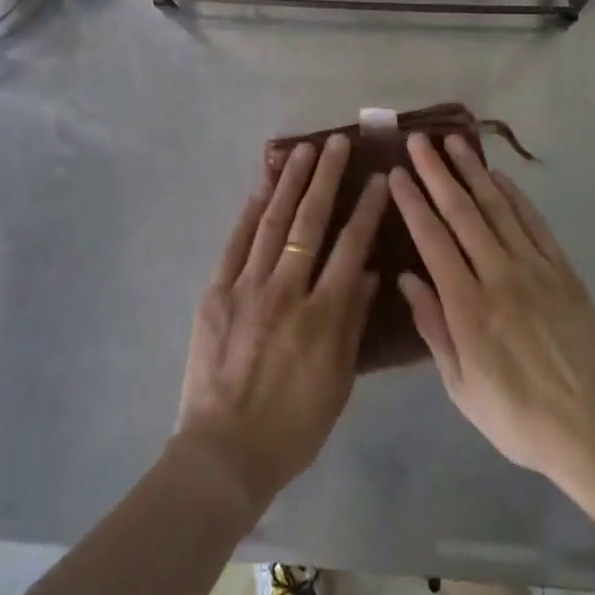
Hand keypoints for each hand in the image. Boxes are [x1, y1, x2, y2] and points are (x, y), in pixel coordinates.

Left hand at [175, 135, 387, 509]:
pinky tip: (262, 185)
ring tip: (303, 149)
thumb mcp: (338, 381)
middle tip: (337, 142)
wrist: (224, 452)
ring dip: (290, 181)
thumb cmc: (293, 425)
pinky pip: (236, 242)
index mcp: (323, 315)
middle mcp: (287, 290)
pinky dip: (250, 210)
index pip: (351, 247)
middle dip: (326, 177)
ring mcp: (247, 287)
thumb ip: (354, 322)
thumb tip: (370, 272)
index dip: (367, 208)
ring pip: (273, 221)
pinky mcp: (217, 291)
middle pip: (310, 221)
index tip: (378, 177)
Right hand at [390, 134, 594, 485]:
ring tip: (454, 142)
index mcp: (468, 307)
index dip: (412, 202)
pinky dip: (515, 195)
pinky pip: (535, 223)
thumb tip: (407, 278)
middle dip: (436, 173)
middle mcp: (499, 276)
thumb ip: (433, 328)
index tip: (396, 173)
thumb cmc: (517, 416)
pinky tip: (499, 177)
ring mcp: (535, 269)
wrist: (594, 429)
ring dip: (473, 171)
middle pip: (462, 212)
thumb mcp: (461, 387)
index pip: (432, 240)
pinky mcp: (563, 270)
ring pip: (498, 207)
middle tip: (418, 141)